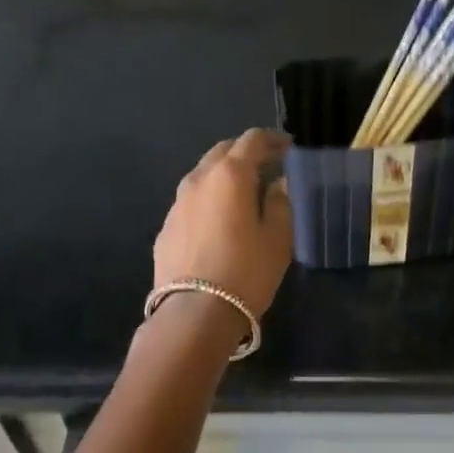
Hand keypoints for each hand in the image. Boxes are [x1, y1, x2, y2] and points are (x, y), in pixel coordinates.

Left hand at [154, 128, 293, 316]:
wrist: (195, 312)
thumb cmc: (246, 272)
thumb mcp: (278, 238)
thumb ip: (280, 203)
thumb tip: (277, 183)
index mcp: (230, 175)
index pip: (252, 140)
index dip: (272, 139)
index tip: (288, 147)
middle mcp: (198, 180)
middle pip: (222, 151)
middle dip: (245, 152)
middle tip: (266, 166)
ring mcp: (176, 204)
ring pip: (202, 176)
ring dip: (223, 176)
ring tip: (242, 194)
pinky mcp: (166, 229)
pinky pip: (191, 203)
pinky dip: (208, 201)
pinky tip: (218, 222)